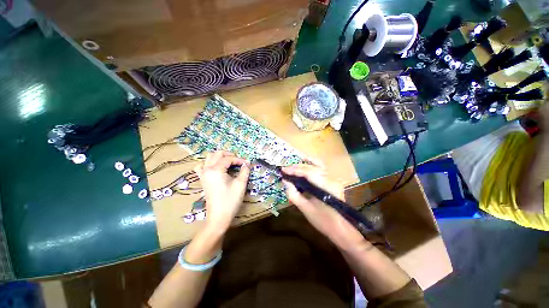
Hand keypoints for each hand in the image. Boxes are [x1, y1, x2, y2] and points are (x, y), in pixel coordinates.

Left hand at [194, 151, 249, 230]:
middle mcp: (207, 169)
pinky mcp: (203, 180)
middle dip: (229, 155)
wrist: (219, 217)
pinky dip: (208, 164)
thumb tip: (247, 163)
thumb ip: (244, 171)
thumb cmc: (230, 200)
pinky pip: (202, 167)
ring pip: (209, 158)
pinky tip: (215, 167)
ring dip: (219, 157)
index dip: (239, 159)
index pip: (228, 159)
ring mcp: (203, 175)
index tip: (247, 163)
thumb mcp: (240, 184)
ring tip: (229, 162)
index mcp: (215, 170)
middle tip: (239, 161)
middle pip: (217, 154)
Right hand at [282, 161, 364, 247]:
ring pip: (318, 165)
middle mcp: (332, 179)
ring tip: (293, 164)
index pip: (308, 173)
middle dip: (297, 167)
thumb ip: (293, 193)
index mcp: (326, 187)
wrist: (341, 229)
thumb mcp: (305, 208)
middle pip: (313, 167)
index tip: (283, 170)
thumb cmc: (323, 221)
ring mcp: (334, 179)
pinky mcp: (333, 181)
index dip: (294, 170)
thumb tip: (285, 181)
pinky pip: (321, 169)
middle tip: (285, 169)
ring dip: (304, 164)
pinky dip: (311, 165)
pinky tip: (305, 163)